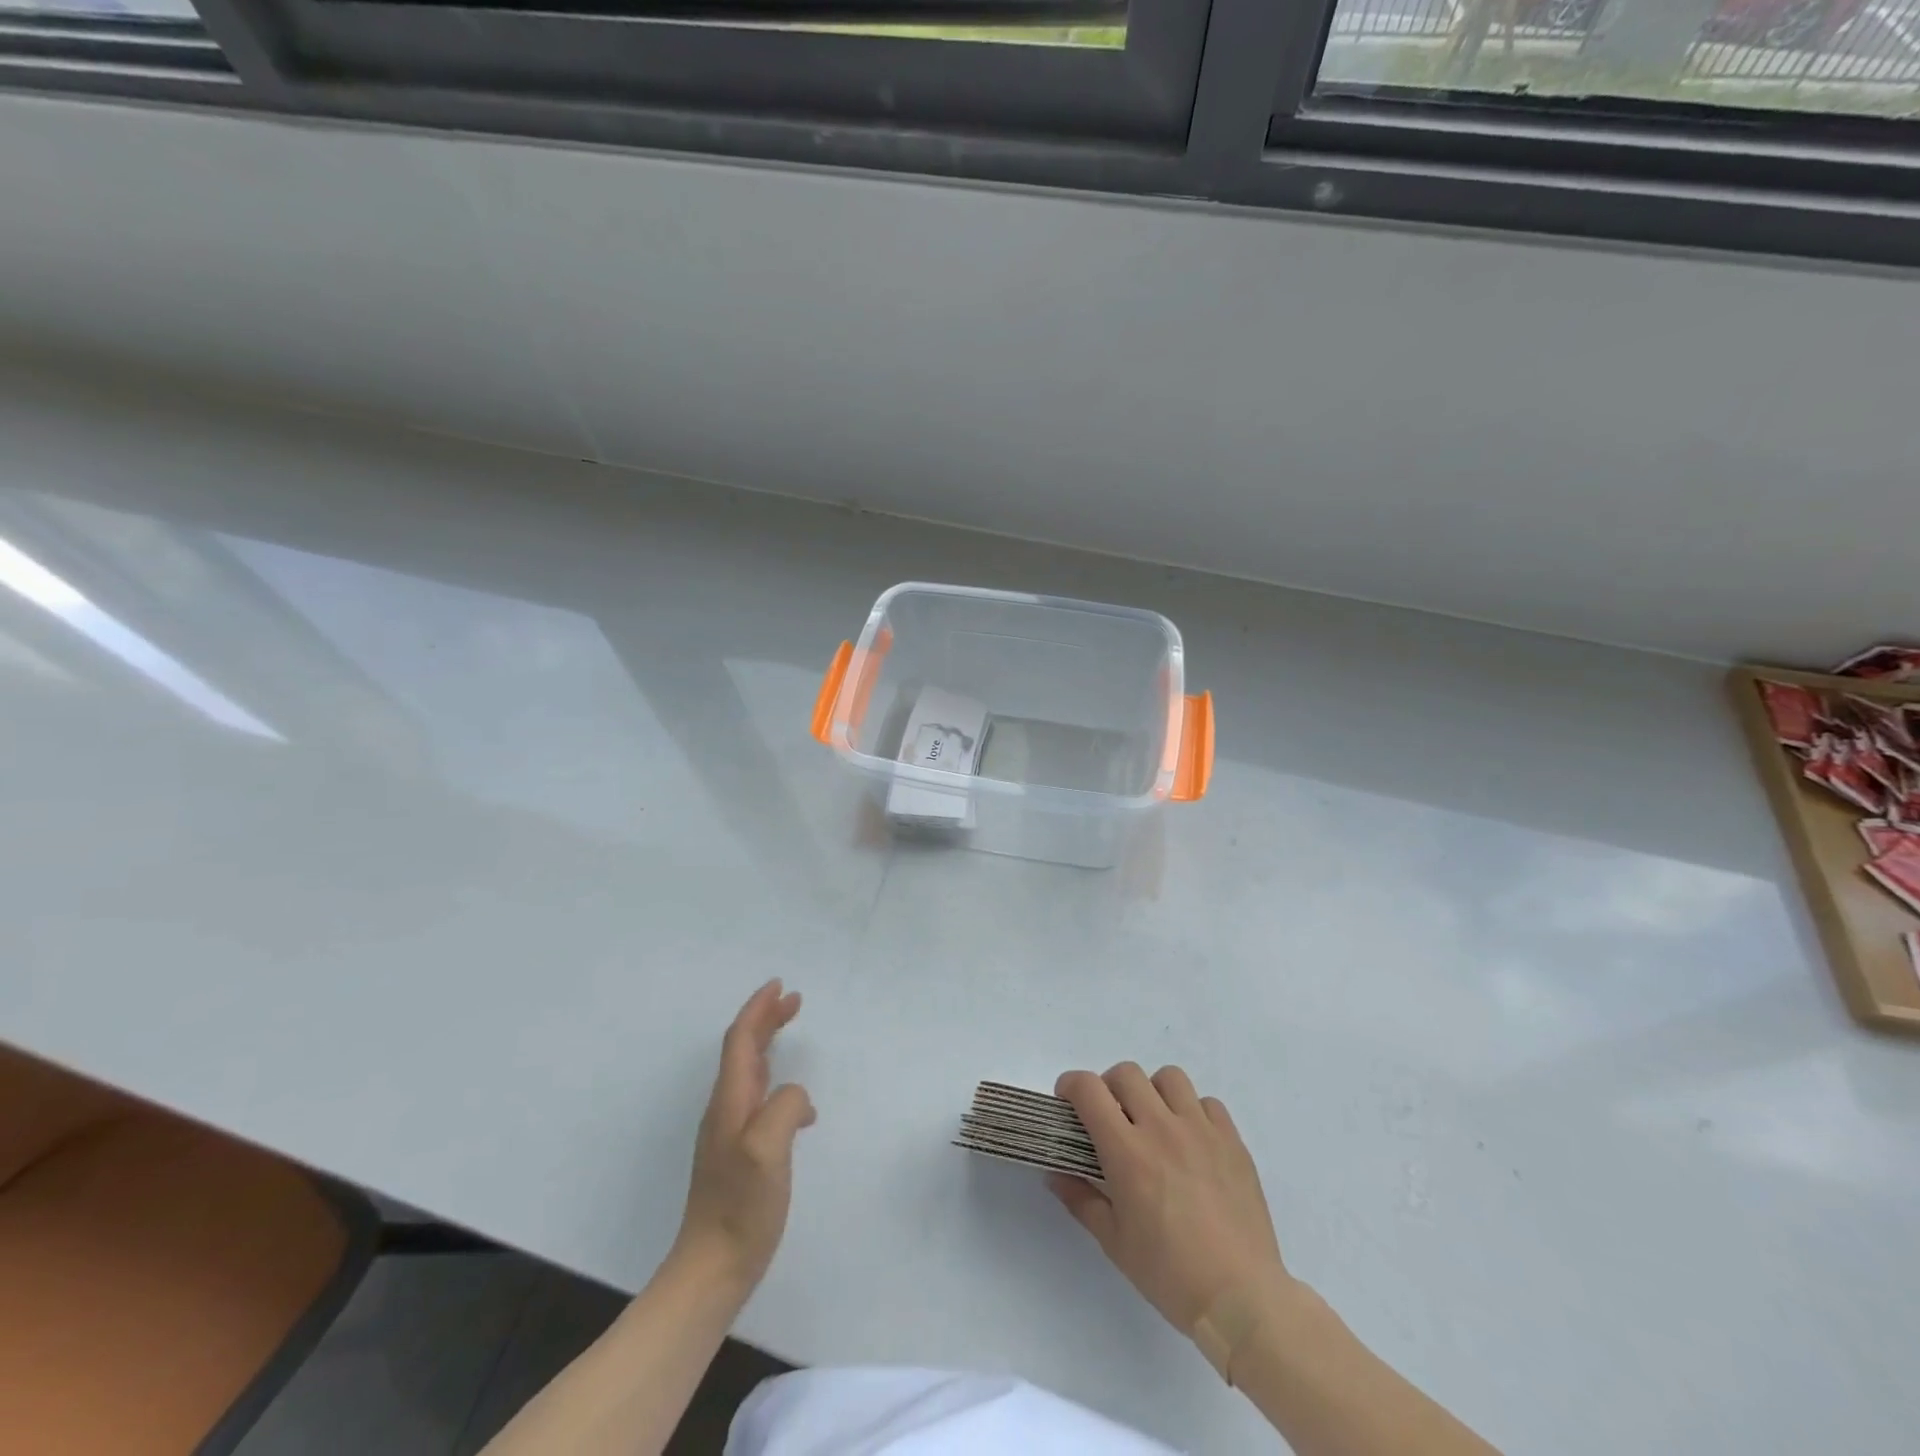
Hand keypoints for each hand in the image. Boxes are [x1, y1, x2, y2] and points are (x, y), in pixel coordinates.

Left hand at [673, 980, 814, 1291]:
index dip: (758, 1009)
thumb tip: (798, 1099)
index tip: (780, 986)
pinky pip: (759, 1100)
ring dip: (769, 1045)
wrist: (712, 1268)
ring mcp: (730, 1133)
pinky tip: (802, 1108)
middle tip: (794, 1000)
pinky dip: (778, 1085)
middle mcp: (726, 1109)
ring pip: (750, 1073)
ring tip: (792, 1033)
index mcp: (730, 1101)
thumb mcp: (768, 1149)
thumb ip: (786, 1107)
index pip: (740, 1040)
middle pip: (743, 1050)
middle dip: (765, 1019)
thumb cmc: (741, 1206)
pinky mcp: (739, 1155)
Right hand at [1050, 1063, 1290, 1338]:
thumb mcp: (1114, 1243)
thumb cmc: (1170, 1275)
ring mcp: (1201, 1130)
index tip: (1068, 1102)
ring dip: (1153, 1092)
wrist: (1241, 1299)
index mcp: (1127, 1152)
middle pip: (1127, 1074)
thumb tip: (1056, 1174)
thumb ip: (1081, 1199)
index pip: (1089, 1089)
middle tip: (1111, 1118)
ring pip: (1169, 1078)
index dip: (1070, 1086)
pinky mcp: (1232, 1141)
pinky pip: (1208, 1103)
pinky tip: (1192, 1143)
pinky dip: (1193, 1112)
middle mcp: (1162, 1128)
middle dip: (1110, 1087)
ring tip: (1155, 1124)